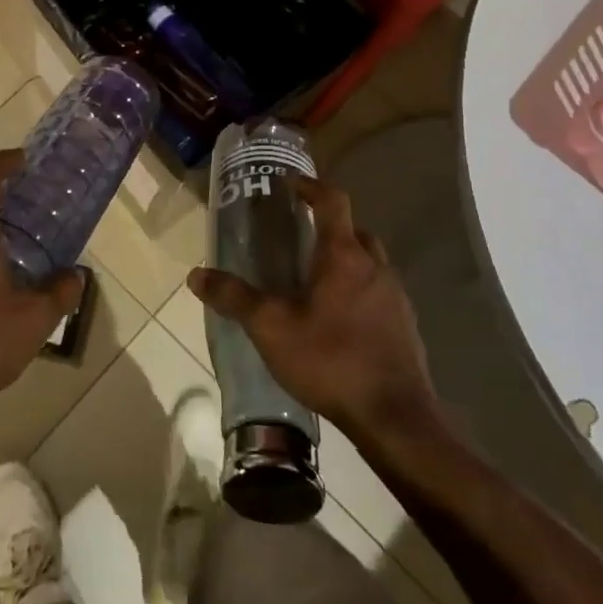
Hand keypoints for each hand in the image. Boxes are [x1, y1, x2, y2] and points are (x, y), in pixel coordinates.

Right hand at [187, 176, 440, 442]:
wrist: (396, 419)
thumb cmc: (331, 360)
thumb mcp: (271, 328)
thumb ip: (234, 298)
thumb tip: (195, 275)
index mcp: (344, 256)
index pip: (333, 201)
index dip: (311, 186)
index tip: (290, 184)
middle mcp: (376, 267)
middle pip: (355, 230)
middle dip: (329, 227)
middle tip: (300, 237)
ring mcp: (397, 297)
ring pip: (370, 262)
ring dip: (346, 261)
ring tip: (315, 281)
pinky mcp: (407, 327)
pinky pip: (380, 293)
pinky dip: (360, 292)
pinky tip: (339, 320)